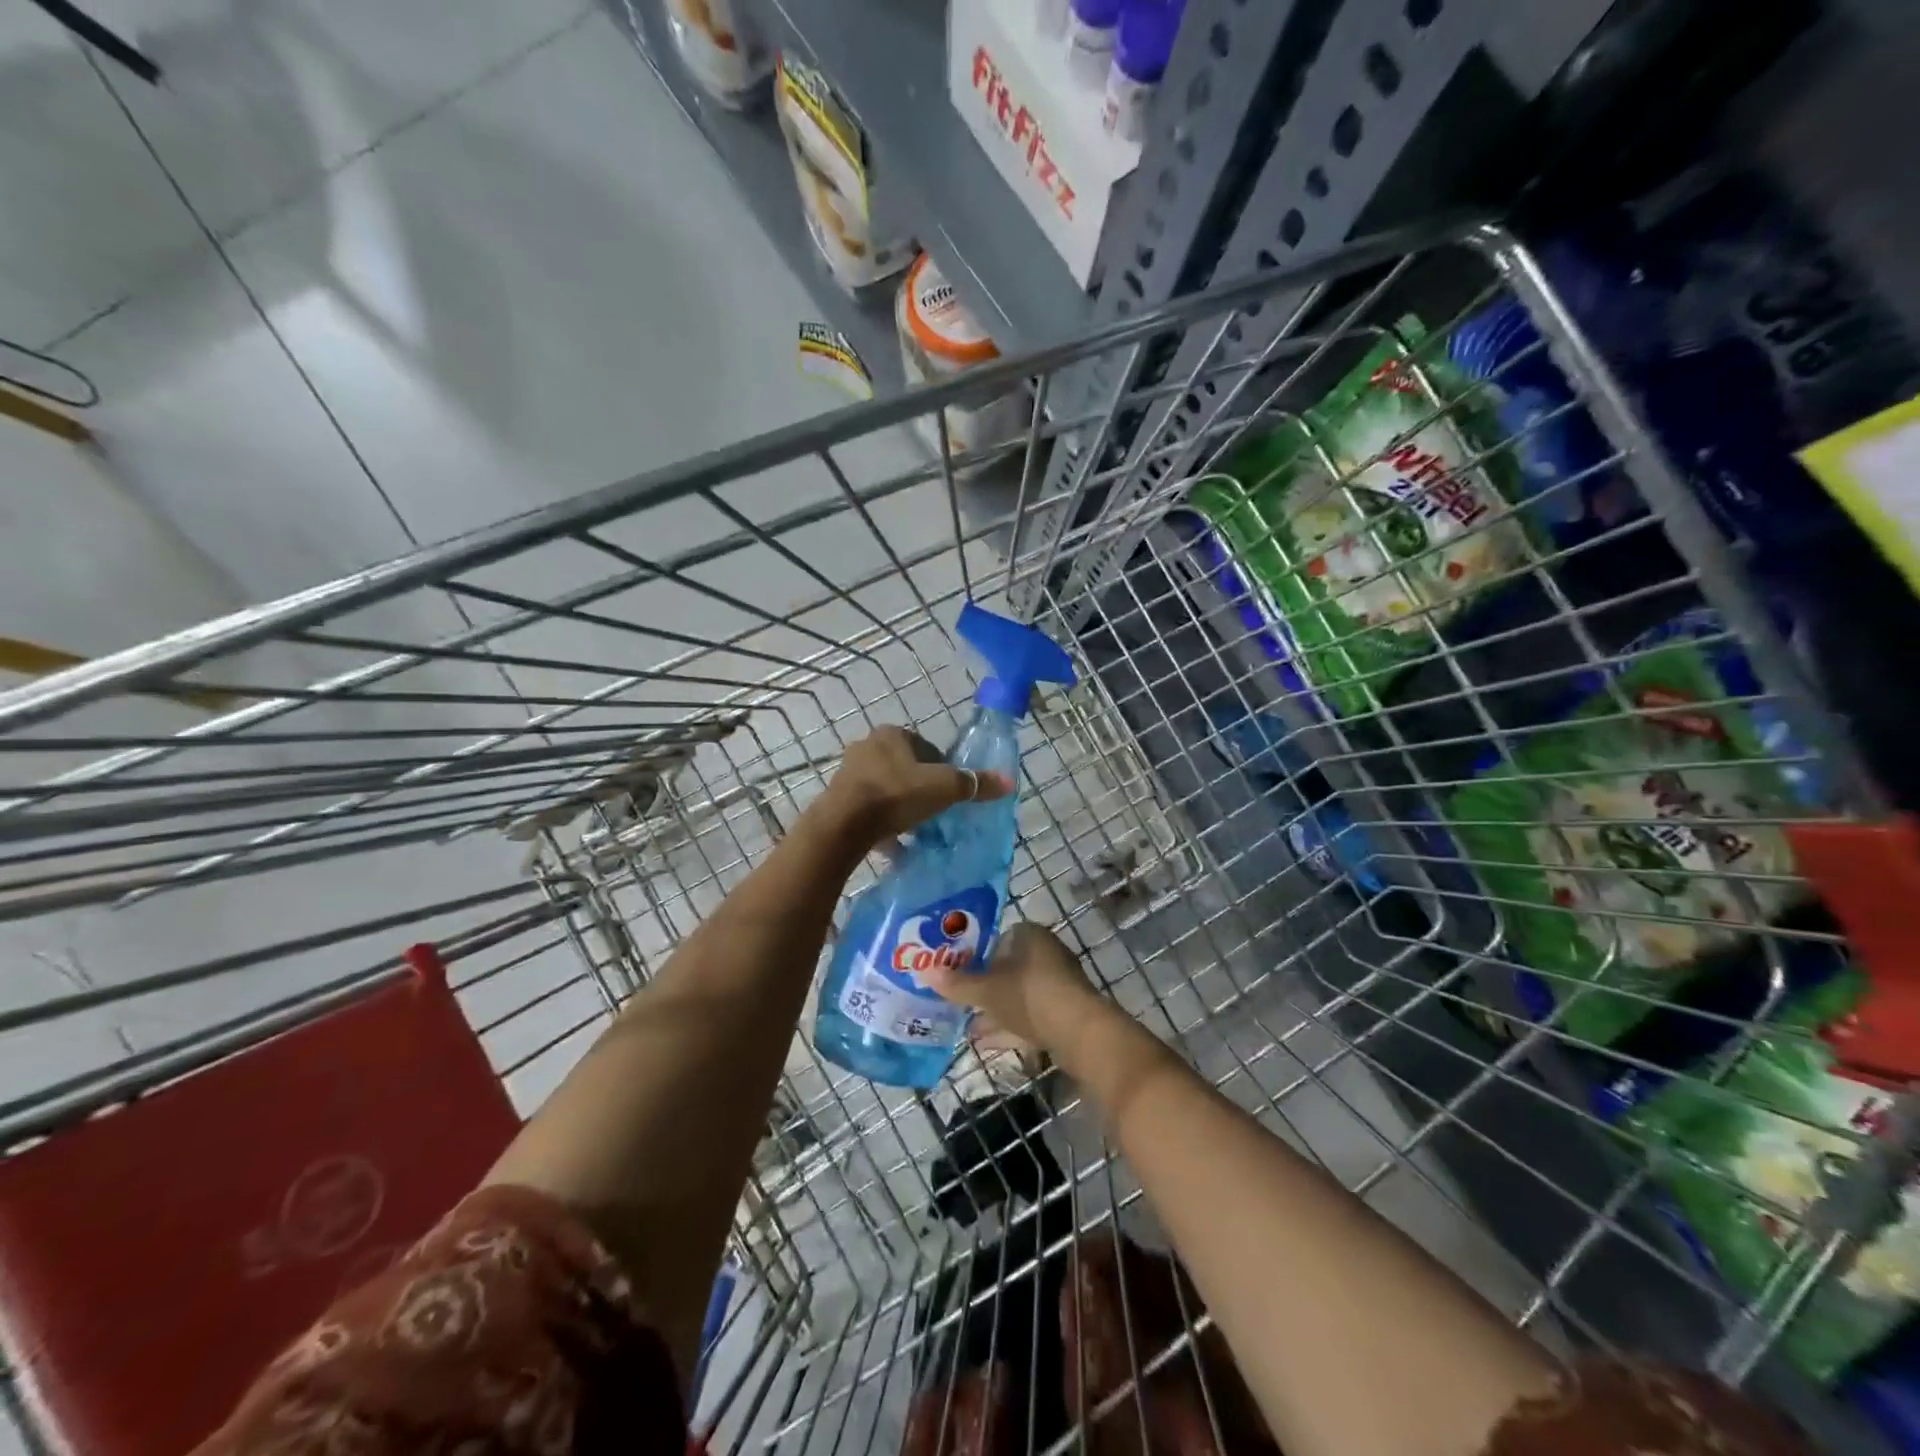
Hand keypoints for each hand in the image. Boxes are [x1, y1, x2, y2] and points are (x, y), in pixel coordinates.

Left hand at [819, 726, 1011, 845]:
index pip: (926, 747)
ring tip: (914, 828)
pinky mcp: (838, 796)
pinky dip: (881, 820)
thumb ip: (974, 784)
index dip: (942, 769)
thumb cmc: (897, 795)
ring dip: (900, 804)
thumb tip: (1008, 782)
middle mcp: (868, 745)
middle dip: (919, 787)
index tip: (948, 793)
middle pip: (905, 767)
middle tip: (933, 812)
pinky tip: (892, 842)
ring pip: (885, 787)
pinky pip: (868, 807)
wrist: (845, 823)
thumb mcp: (944, 788)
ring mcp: (849, 771)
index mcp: (893, 734)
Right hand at [918, 922, 1095, 1048]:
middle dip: (984, 986)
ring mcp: (1057, 983)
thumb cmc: (1029, 996)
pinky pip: (1030, 1013)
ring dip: (995, 1010)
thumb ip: (957, 984)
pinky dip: (1010, 1025)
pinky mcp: (1064, 1011)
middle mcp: (1046, 953)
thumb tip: (924, 972)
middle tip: (959, 1001)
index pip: (997, 938)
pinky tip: (987, 1042)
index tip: (957, 973)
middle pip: (1007, 968)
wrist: (1079, 1031)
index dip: (976, 955)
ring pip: (1018, 994)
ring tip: (968, 1027)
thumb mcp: (986, 991)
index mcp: (1029, 936)